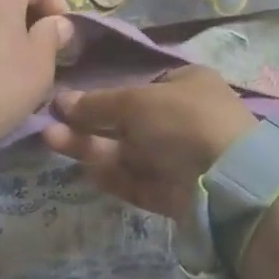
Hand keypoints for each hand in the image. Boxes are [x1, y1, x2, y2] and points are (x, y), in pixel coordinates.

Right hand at [41, 66, 258, 218]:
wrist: (228, 180)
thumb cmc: (184, 120)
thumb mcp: (137, 101)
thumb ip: (98, 103)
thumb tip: (62, 101)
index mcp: (186, 85)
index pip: (139, 87)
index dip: (104, 94)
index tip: (69, 101)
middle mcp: (183, 119)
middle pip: (127, 121)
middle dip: (88, 123)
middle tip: (50, 124)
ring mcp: (179, 158)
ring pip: (127, 152)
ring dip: (90, 147)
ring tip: (51, 140)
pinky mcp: (173, 193)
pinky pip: (136, 180)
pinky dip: (111, 175)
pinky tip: (84, 170)